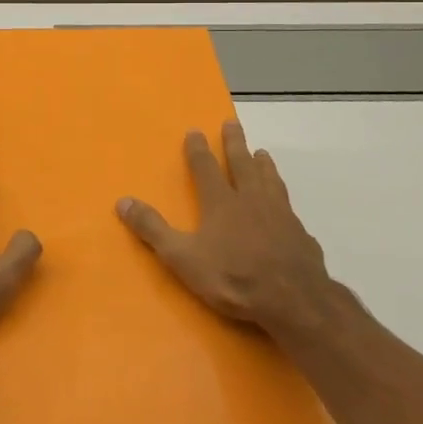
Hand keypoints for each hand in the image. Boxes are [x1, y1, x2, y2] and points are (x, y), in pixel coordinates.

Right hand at [117, 121, 346, 336]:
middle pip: (242, 163)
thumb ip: (153, 229)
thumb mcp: (182, 257)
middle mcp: (251, 199)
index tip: (195, 130)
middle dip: (235, 143)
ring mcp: (280, 214)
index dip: (198, 149)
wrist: (293, 299)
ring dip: (264, 164)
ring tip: (262, 153)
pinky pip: (289, 208)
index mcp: (221, 202)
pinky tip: (286, 206)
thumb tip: (122, 201)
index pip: (206, 168)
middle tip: (232, 123)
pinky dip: (284, 199)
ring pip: (270, 180)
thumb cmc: (233, 277)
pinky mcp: (300, 233)